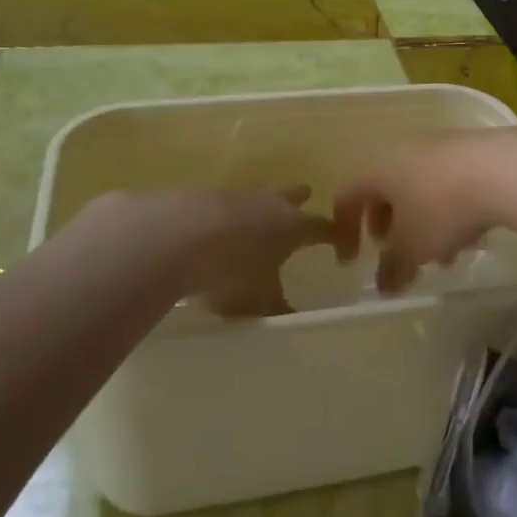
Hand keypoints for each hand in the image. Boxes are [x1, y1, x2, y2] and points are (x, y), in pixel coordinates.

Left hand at [68, 186, 333, 317]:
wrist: (176, 237)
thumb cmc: (231, 272)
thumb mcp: (259, 303)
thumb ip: (278, 310)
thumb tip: (294, 320)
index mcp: (292, 226)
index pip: (323, 227)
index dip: (334, 237)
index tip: (340, 248)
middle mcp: (267, 203)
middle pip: (290, 195)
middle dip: (298, 200)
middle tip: (303, 203)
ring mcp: (233, 195)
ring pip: (254, 197)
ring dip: (258, 207)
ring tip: (254, 223)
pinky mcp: (200, 197)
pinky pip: (221, 205)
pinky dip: (224, 216)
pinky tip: (214, 231)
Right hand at [334, 129, 516, 293]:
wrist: (502, 169)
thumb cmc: (442, 208)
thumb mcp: (414, 247)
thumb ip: (394, 268)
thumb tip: (384, 285)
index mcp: (378, 170)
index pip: (347, 198)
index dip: (344, 232)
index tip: (352, 263)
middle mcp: (402, 152)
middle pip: (384, 190)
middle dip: (388, 226)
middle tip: (397, 253)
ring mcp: (437, 147)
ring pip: (418, 188)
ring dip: (422, 222)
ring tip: (441, 255)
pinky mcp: (468, 150)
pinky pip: (446, 182)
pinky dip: (447, 209)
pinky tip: (469, 235)